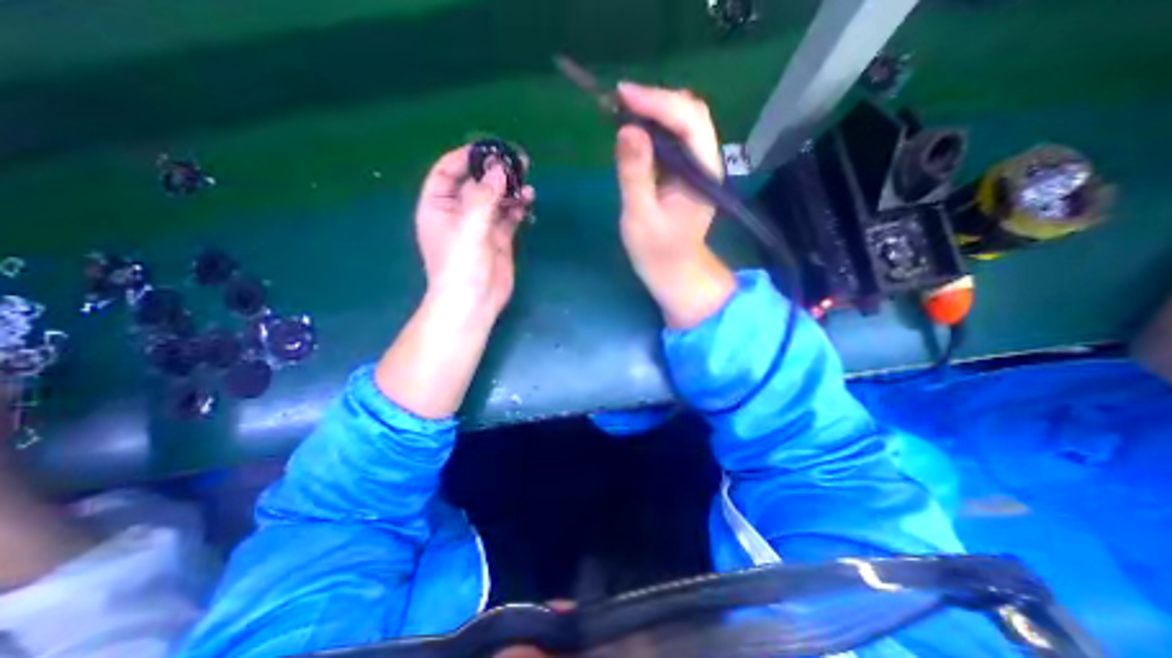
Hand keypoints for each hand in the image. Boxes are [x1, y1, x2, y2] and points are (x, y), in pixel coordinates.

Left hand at [415, 146, 533, 325]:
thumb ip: (484, 197)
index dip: (465, 158)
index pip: (447, 172)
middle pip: (476, 184)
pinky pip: (508, 217)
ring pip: (495, 200)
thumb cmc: (461, 265)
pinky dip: (517, 207)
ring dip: (509, 190)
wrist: (474, 303)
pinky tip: (527, 201)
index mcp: (438, 206)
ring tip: (527, 182)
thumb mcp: (469, 227)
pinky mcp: (499, 240)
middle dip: (495, 172)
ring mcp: (480, 227)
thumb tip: (499, 169)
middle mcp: (458, 213)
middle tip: (517, 161)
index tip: (489, 149)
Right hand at [614, 83, 729, 327]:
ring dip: (655, 113)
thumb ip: (635, 174)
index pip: (688, 120)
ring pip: (683, 125)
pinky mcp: (686, 175)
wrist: (675, 274)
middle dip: (656, 101)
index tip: (622, 96)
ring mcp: (697, 169)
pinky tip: (635, 134)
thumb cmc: (658, 253)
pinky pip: (674, 142)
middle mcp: (705, 163)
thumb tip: (627, 129)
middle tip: (620, 102)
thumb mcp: (640, 216)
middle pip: (690, 114)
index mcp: (701, 173)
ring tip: (623, 112)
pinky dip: (654, 131)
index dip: (657, 101)